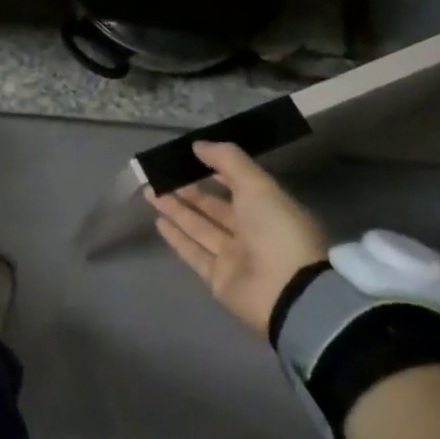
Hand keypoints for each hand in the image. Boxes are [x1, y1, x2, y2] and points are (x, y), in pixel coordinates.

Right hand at [144, 142, 327, 337]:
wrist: (288, 293)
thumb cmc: (277, 231)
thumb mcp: (257, 185)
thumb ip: (228, 160)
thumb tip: (198, 145)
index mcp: (268, 209)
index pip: (238, 185)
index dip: (216, 170)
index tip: (189, 157)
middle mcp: (252, 232)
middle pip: (214, 207)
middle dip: (188, 191)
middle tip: (160, 174)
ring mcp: (235, 257)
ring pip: (199, 227)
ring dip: (176, 210)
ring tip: (150, 191)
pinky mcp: (218, 278)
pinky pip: (193, 252)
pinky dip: (177, 238)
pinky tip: (158, 222)